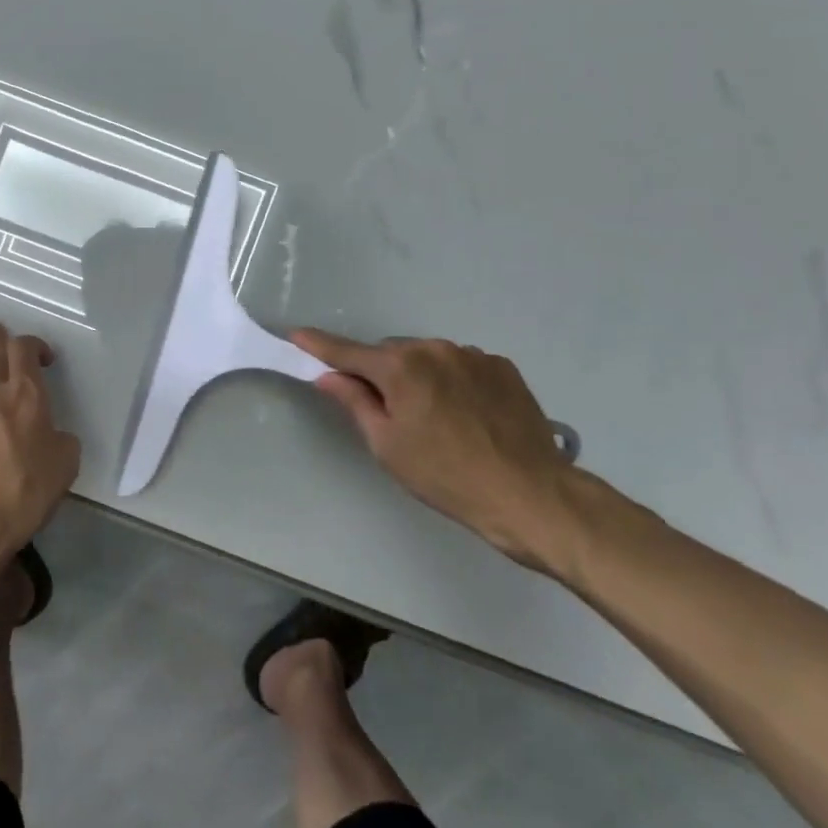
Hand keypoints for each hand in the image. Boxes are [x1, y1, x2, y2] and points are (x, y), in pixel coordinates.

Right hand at [292, 329, 577, 570]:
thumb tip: (329, 376)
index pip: (348, 351)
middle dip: (380, 373)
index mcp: (400, 367)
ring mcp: (472, 355)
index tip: (297, 334)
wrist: (529, 493)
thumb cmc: (445, 475)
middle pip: (390, 354)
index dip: (319, 345)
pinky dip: (451, 381)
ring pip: (427, 358)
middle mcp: (434, 349)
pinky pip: (460, 365)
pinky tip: (465, 415)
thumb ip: (355, 402)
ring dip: (419, 377)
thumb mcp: (388, 445)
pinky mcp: (501, 367)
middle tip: (388, 413)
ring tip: (435, 419)